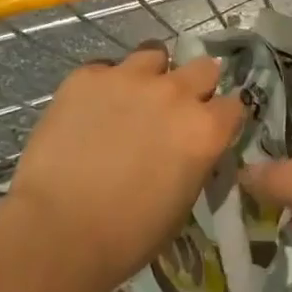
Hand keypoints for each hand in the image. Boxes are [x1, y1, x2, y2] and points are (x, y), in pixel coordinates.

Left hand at [8, 43, 242, 291]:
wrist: (57, 231)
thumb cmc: (126, 237)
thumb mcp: (181, 204)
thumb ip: (194, 161)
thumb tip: (189, 147)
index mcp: (204, 129)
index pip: (234, 105)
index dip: (222, 117)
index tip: (211, 127)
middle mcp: (174, 92)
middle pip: (203, 67)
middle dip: (195, 85)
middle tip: (175, 108)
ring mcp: (130, 77)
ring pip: (154, 54)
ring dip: (151, 74)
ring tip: (132, 98)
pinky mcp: (88, 75)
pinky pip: (105, 68)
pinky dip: (105, 84)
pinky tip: (90, 110)